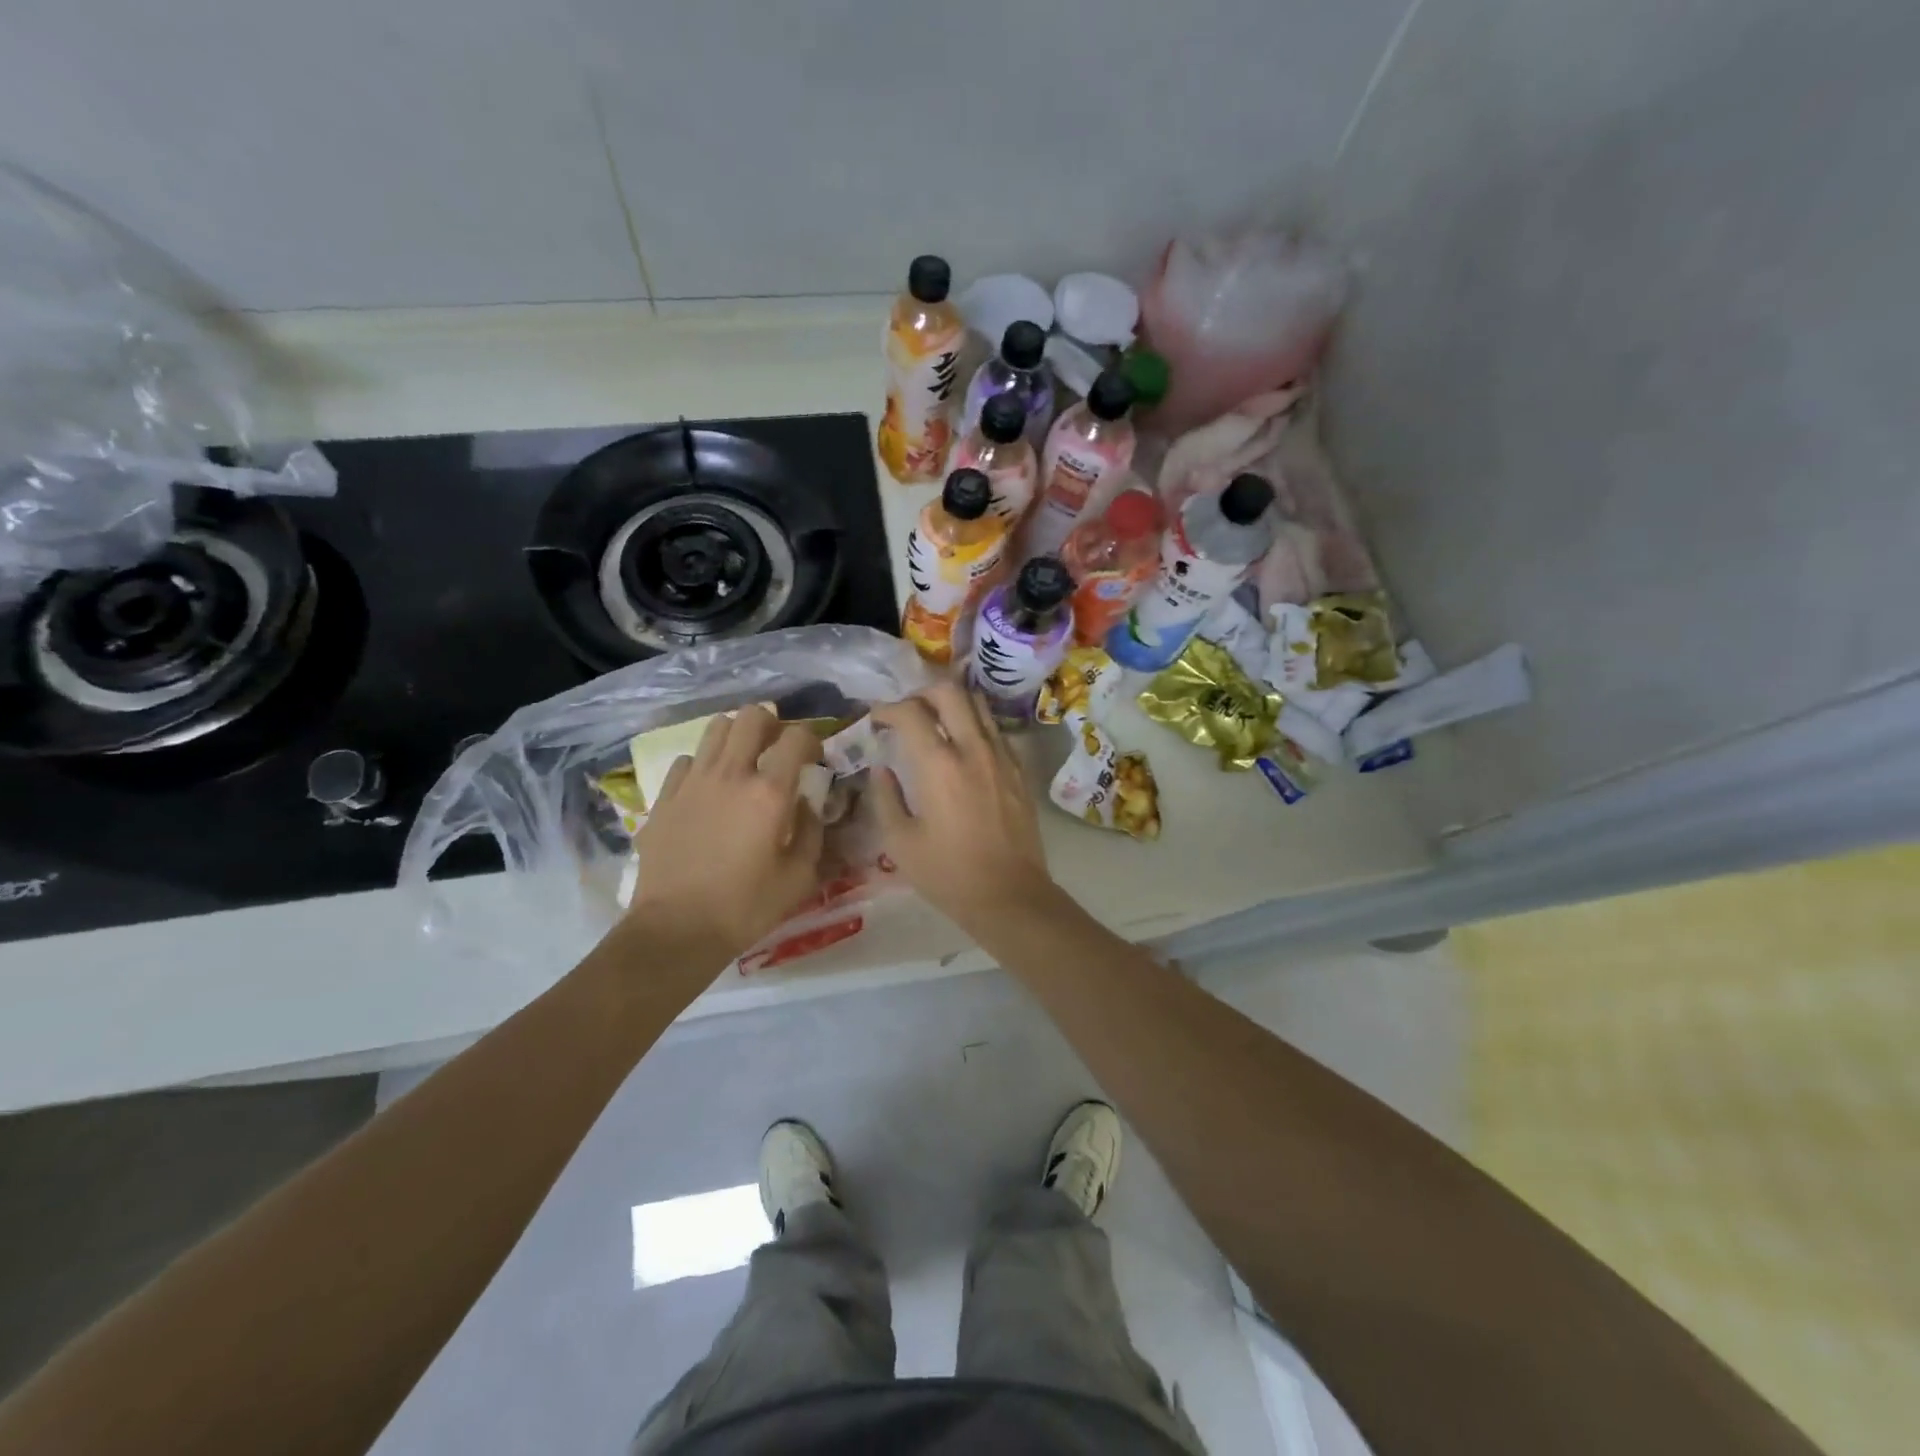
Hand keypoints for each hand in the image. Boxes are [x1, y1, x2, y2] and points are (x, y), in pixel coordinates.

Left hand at [630, 707, 825, 959]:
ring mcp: (692, 782)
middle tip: (777, 748)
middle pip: (752, 716)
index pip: (797, 737)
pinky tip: (708, 791)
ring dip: (736, 737)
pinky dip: (704, 766)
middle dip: (772, 724)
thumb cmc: (746, 907)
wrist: (676, 930)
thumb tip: (809, 804)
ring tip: (743, 762)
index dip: (812, 740)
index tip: (814, 758)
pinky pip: (687, 762)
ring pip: (715, 728)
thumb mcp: (799, 876)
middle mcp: (731, 774)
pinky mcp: (664, 797)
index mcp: (770, 792)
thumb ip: (812, 831)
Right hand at [871, 681, 1052, 931]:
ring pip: (978, 704)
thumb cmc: (948, 874)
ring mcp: (1002, 756)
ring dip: (951, 703)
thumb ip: (885, 797)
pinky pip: (994, 730)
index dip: (887, 709)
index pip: (910, 713)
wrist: (1009, 895)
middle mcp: (973, 749)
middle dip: (921, 693)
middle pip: (950, 691)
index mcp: (939, 765)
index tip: (875, 719)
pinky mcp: (1019, 769)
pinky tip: (963, 747)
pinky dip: (974, 725)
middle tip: (906, 712)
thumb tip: (881, 769)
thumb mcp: (900, 842)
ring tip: (934, 720)